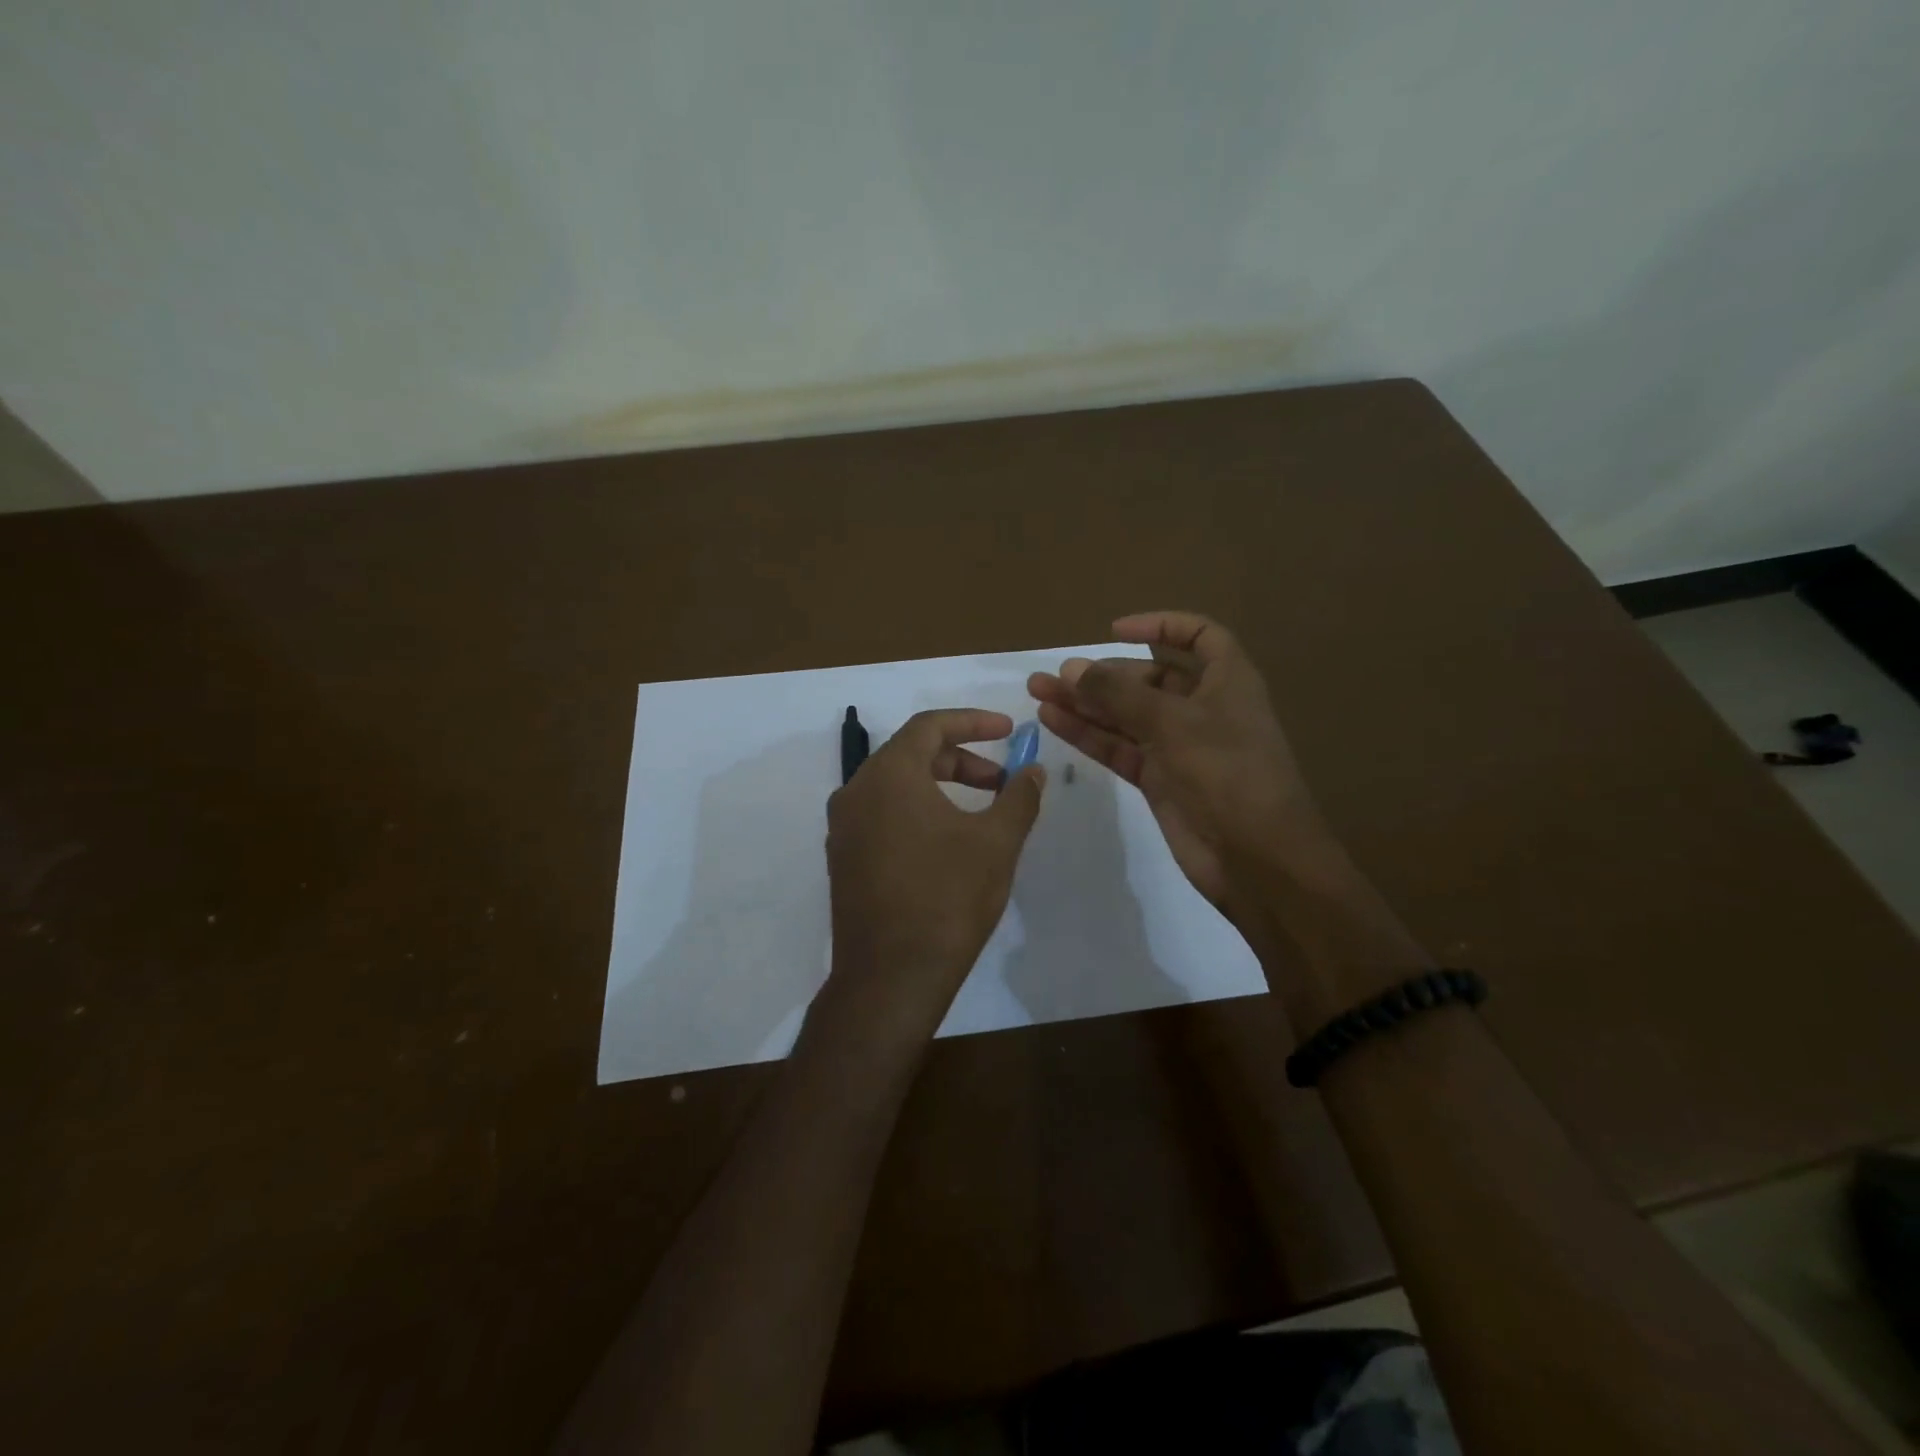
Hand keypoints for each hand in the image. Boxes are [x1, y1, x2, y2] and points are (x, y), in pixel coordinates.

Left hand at [823, 709, 1044, 1040]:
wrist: (890, 978)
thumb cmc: (946, 899)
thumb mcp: (996, 843)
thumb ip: (1019, 797)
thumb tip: (1033, 770)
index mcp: (888, 776)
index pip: (929, 726)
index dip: (973, 722)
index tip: (1008, 730)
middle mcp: (856, 792)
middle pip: (911, 754)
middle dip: (961, 759)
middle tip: (1001, 780)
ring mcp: (844, 828)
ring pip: (895, 786)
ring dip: (940, 786)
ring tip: (981, 813)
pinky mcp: (843, 859)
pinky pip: (882, 815)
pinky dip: (917, 811)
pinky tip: (947, 842)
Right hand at [1027, 611, 1344, 916]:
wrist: (1256, 858)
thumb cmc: (1226, 773)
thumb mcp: (1172, 722)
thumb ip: (1119, 694)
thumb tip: (1071, 669)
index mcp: (1226, 681)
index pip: (1199, 636)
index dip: (1161, 625)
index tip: (1114, 631)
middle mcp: (1203, 708)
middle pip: (1149, 678)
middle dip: (1103, 674)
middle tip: (1055, 676)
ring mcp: (1179, 746)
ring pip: (1126, 715)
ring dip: (1086, 704)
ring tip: (1038, 692)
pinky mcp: (1160, 780)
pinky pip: (1120, 748)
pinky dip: (1090, 735)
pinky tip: (1055, 721)